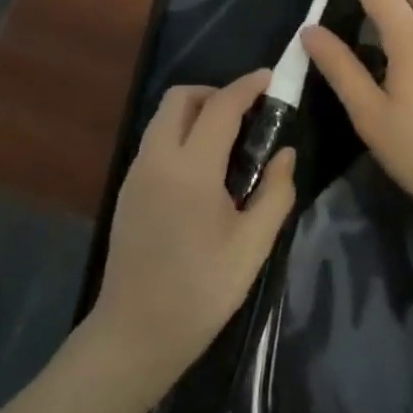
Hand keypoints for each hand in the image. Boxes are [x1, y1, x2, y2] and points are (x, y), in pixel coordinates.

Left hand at [90, 70, 296, 396]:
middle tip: (246, 116)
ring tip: (228, 144)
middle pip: (180, 99)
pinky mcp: (127, 190)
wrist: (136, 333)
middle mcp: (156, 158)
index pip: (220, 107)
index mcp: (190, 168)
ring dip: (195, 114)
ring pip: (163, 119)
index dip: (247, 86)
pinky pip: (155, 143)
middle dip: (215, 94)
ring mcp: (136, 173)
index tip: (270, 79)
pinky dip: (179, 136)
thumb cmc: (202, 291)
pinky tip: (202, 172)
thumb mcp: (253, 245)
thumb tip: (285, 153)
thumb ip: (275, 192)